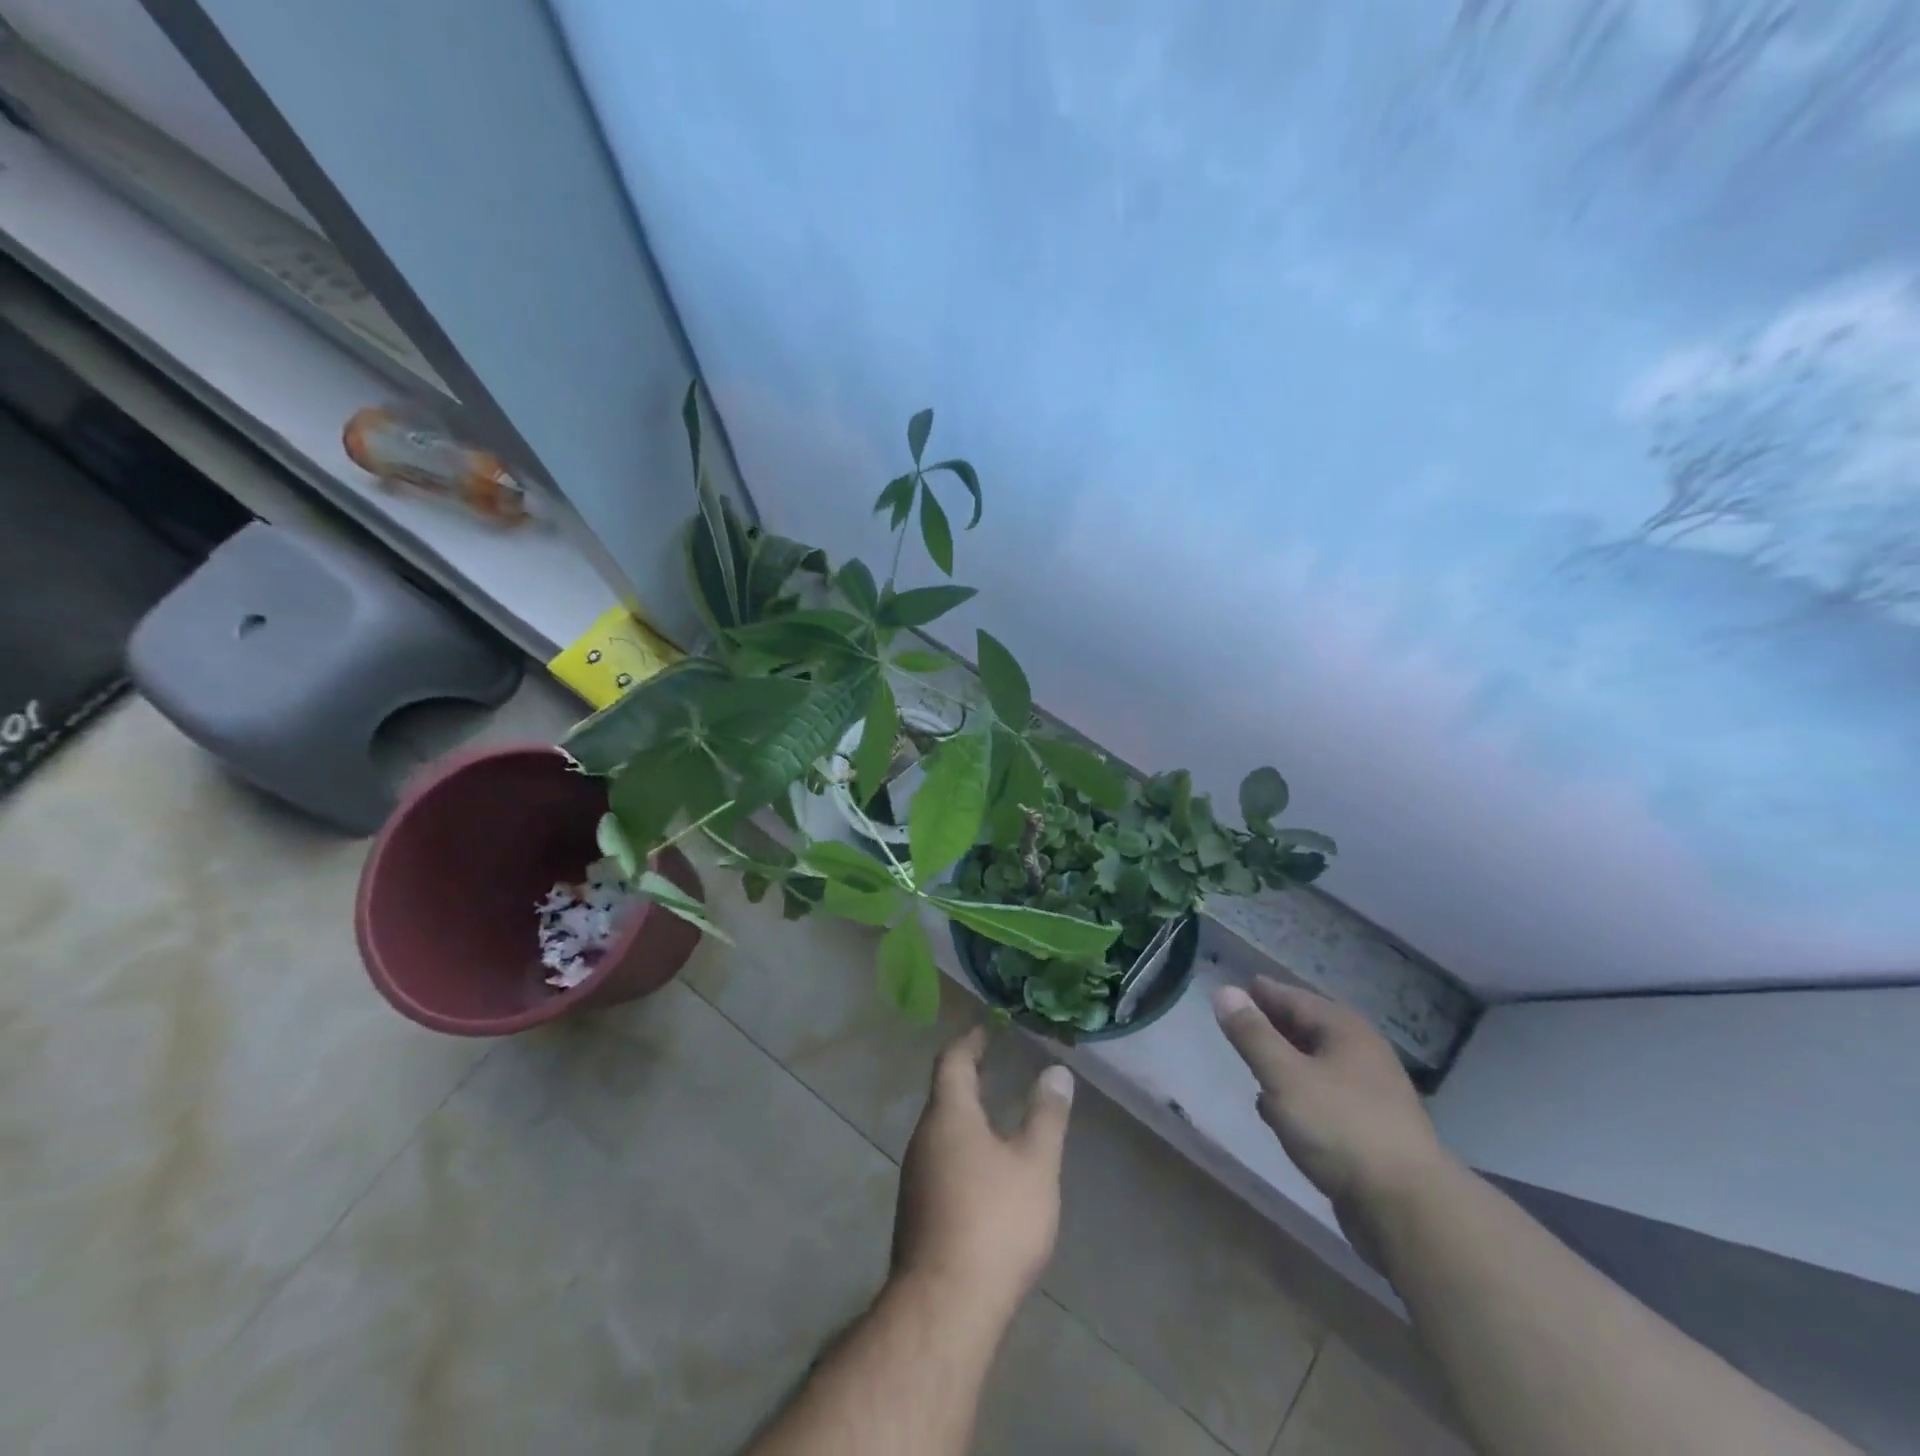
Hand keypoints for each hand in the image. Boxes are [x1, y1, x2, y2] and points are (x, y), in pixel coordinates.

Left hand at [891, 1027, 1074, 1314]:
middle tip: (997, 1067)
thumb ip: (1046, 1116)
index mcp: (948, 1116)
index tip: (987, 1029)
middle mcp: (924, 1139)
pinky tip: (987, 1174)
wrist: (945, 1307)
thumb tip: (1057, 1072)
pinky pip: (942, 1163)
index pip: (953, 1061)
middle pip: (945, 1096)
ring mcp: (916, 1178)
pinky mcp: (918, 1213)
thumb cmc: (994, 1221)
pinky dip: (965, 1151)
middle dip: (971, 1079)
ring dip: (968, 1118)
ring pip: (943, 1132)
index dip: (970, 1041)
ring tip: (999, 1118)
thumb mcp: (1034, 1165)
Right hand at [1213, 979, 1448, 1259]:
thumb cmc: (1340, 1127)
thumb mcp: (1285, 1076)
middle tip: (1240, 1021)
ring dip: (1284, 1062)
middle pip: (1309, 1030)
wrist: (1406, 1208)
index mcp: (1345, 1031)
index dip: (1264, 993)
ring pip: (1315, 1066)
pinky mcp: (1367, 1132)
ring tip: (1253, 1062)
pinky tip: (1276, 1110)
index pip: (1296, 999)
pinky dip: (1297, 1095)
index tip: (1237, 987)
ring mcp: (1369, 1096)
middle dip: (1274, 1025)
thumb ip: (1252, 1034)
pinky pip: (1322, 1099)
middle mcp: (1361, 1055)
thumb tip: (1224, 991)